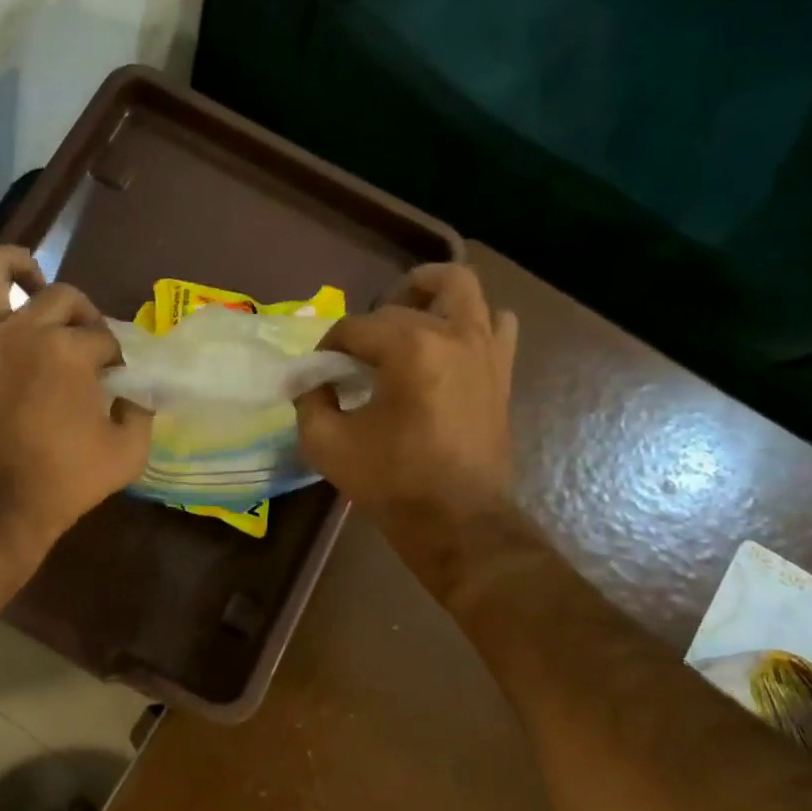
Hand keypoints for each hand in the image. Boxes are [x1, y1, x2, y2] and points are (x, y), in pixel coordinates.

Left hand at [0, 246, 149, 586]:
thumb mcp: (127, 454)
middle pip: (62, 296)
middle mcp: (23, 330)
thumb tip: (135, 396)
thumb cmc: (63, 483)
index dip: (115, 357)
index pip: (103, 338)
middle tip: (88, 342)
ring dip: (15, 268)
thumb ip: (140, 415)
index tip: (116, 379)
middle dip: (84, 314)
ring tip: (31, 285)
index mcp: (69, 351)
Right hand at [295, 264, 519, 594]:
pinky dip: (472, 322)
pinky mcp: (501, 370)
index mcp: (410, 348)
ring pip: (464, 290)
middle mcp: (454, 335)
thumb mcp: (326, 444)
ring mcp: (486, 349)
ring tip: (410, 321)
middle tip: (358, 347)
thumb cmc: (391, 482)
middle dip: (373, 317)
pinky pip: (496, 323)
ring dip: (431, 296)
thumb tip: (313, 381)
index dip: (328, 346)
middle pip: (407, 297)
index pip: (356, 327)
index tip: (318, 374)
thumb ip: (310, 401)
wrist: (457, 521)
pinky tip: (449, 347)